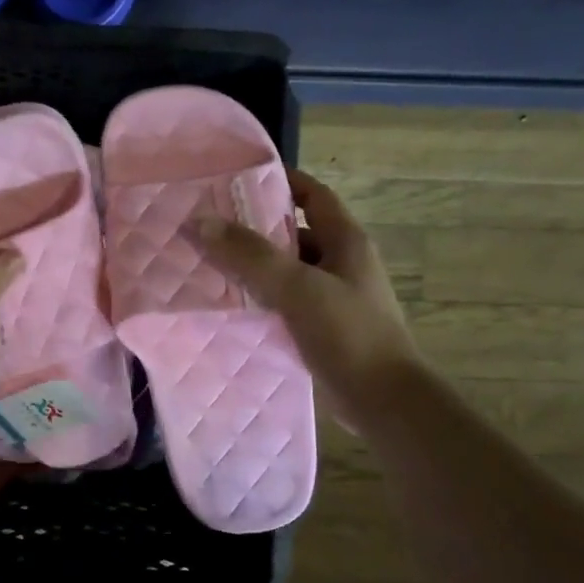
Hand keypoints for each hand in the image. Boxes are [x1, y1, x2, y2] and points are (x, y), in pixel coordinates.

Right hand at [196, 169, 420, 415]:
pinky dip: (260, 300)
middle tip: (210, 225)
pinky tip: (229, 306)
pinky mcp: (322, 329)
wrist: (384, 402)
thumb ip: (249, 255)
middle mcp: (342, 264)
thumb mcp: (297, 288)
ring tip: (208, 264)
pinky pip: (285, 303)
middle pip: (295, 233)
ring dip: (254, 268)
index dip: (282, 181)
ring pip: (287, 271)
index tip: (237, 179)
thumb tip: (199, 222)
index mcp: (346, 241)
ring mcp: (334, 298)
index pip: (314, 195)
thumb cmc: (349, 334)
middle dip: (255, 228)